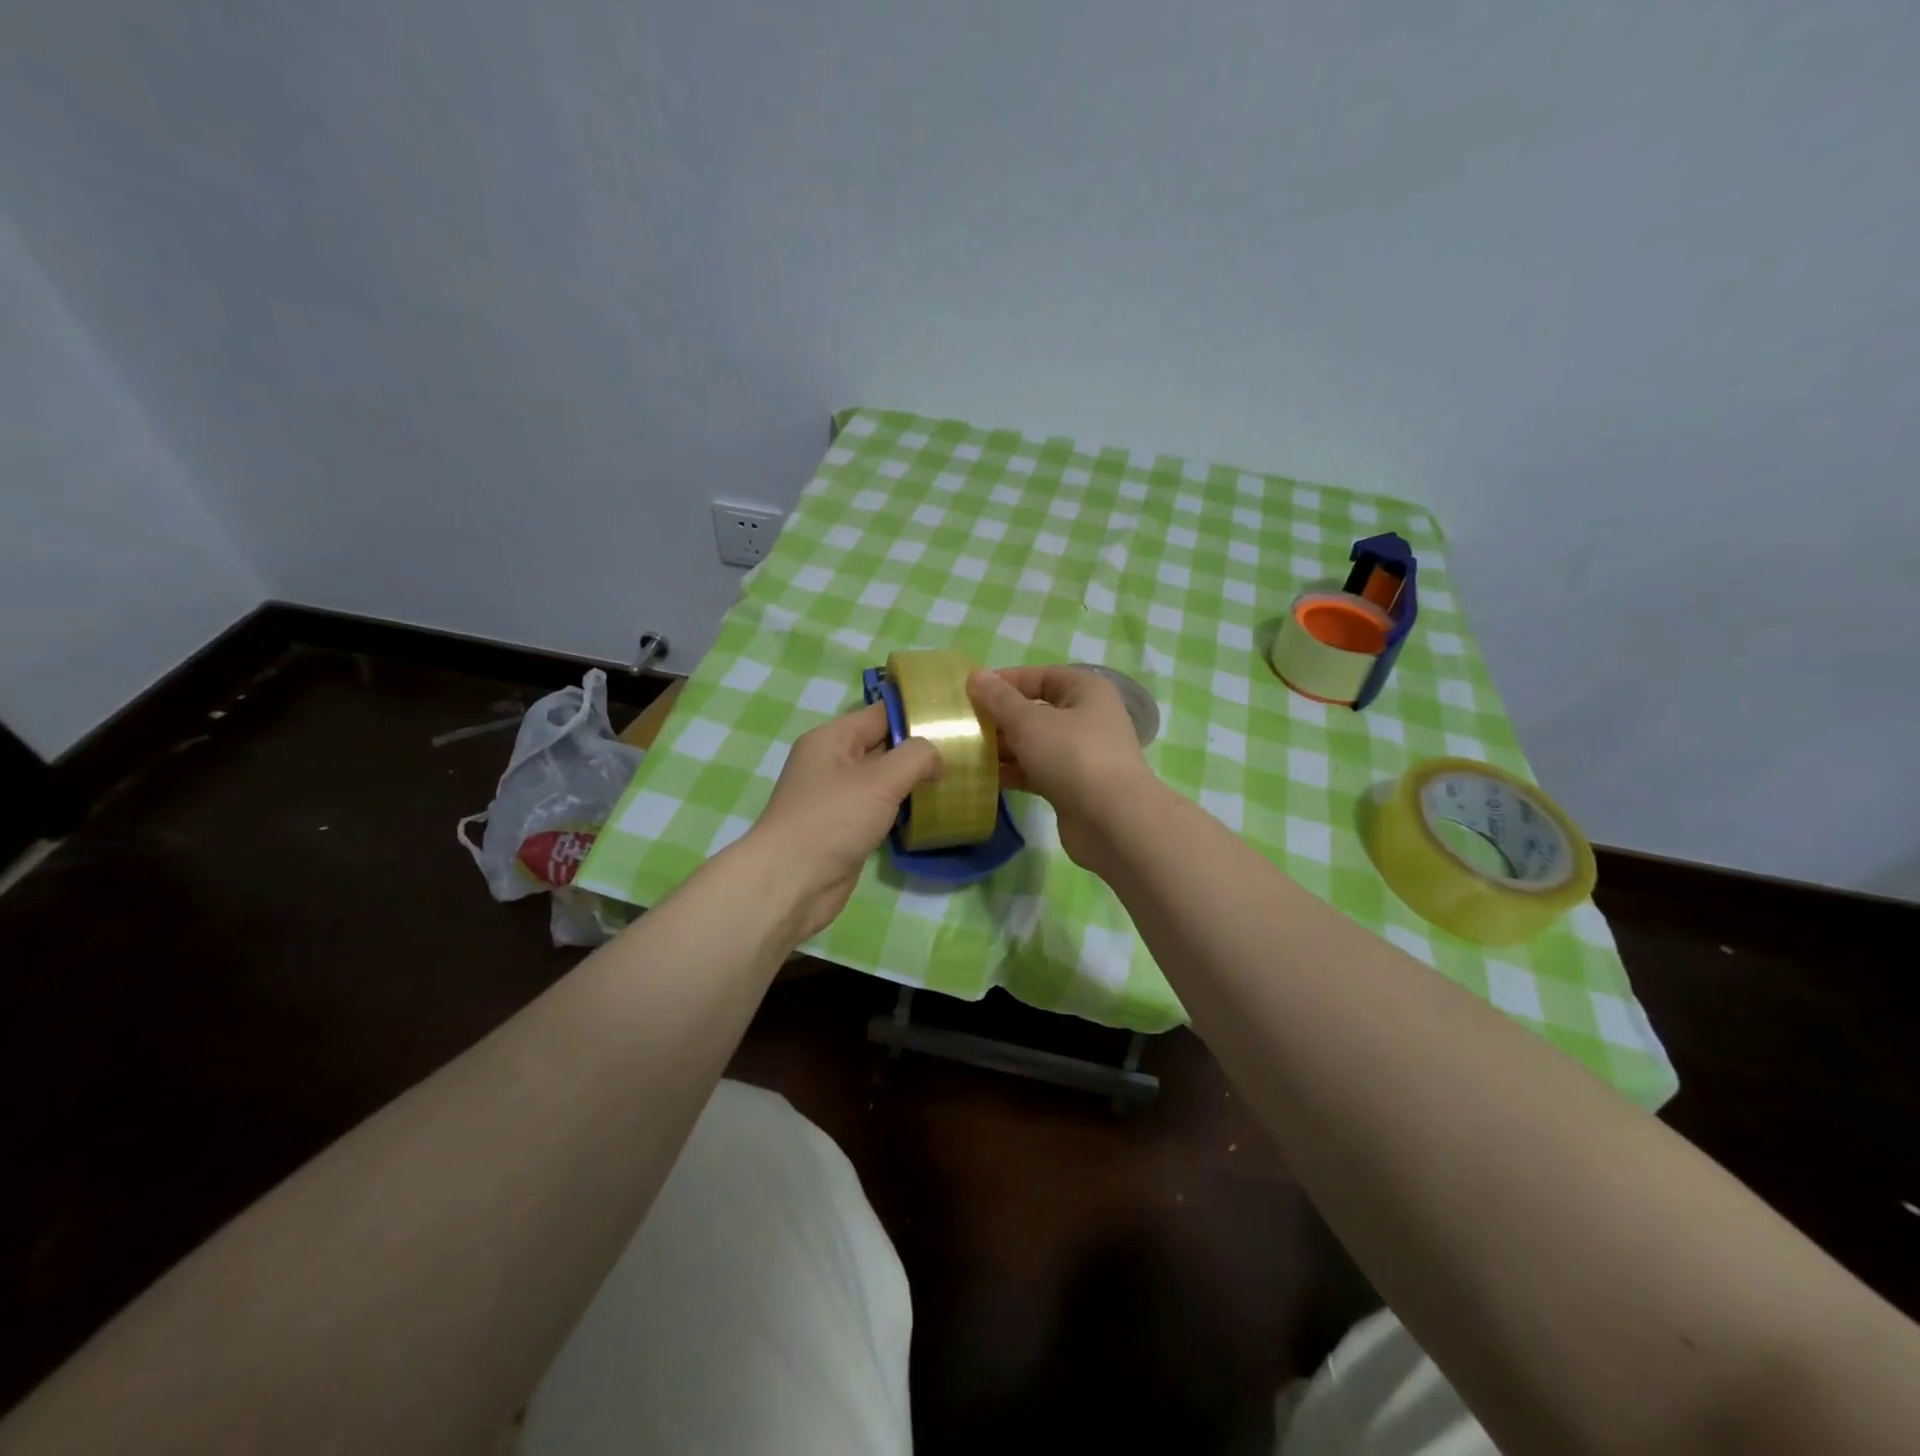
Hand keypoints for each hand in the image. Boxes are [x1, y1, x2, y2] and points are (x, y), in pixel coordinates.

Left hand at [747, 702, 941, 939]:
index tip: (956, 720)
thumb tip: (936, 758)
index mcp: (832, 738)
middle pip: (884, 745)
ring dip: (913, 782)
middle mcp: (832, 762)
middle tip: (965, 752)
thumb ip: (916, 757)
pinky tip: (931, 812)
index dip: (917, 714)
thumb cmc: (833, 820)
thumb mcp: (880, 779)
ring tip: (956, 780)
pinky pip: (879, 808)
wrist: (792, 883)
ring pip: (884, 780)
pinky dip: (902, 809)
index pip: (881, 714)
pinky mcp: (845, 828)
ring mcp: (837, 797)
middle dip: (920, 750)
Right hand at [966, 665, 1157, 870]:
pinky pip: (1037, 771)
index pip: (1040, 676)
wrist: (1113, 822)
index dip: (1005, 681)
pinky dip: (1014, 772)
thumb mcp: (1030, 722)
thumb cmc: (1073, 756)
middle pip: (1036, 710)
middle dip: (1000, 717)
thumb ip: (999, 699)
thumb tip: (975, 676)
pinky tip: (984, 778)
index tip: (969, 693)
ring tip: (965, 751)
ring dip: (1004, 747)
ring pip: (1035, 743)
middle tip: (963, 725)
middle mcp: (1087, 718)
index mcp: (1085, 691)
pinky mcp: (1073, 786)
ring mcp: (1081, 755)